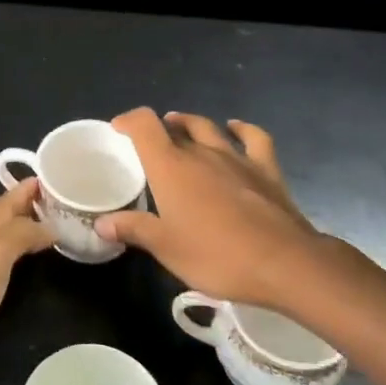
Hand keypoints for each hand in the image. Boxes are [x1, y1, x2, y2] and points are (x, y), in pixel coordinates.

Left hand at [0, 179, 54, 384]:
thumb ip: (21, 234)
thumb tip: (50, 225)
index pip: (10, 199)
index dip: (32, 185)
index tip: (62, 172)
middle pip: (7, 220)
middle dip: (33, 208)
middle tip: (70, 206)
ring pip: (4, 246)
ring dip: (27, 235)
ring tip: (60, 235)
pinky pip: (1, 274)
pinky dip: (19, 266)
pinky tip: (30, 274)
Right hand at [96, 110, 339, 306]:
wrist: (284, 264)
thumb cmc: (217, 256)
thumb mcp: (166, 248)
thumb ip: (133, 229)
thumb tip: (101, 223)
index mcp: (171, 167)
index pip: (144, 125)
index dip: (129, 120)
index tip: (118, 129)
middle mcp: (201, 153)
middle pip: (174, 127)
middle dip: (158, 129)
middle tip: (149, 144)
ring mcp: (236, 158)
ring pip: (208, 127)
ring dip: (190, 123)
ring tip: (180, 126)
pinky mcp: (266, 169)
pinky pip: (253, 138)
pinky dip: (241, 129)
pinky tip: (234, 127)